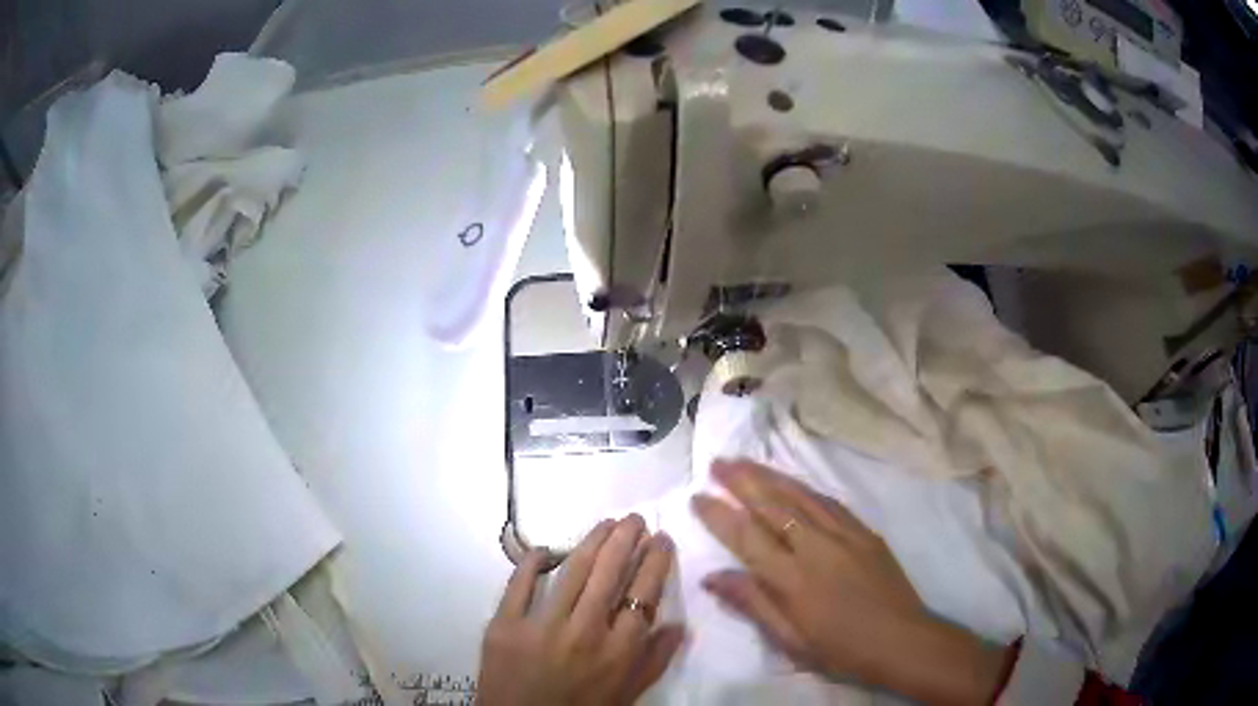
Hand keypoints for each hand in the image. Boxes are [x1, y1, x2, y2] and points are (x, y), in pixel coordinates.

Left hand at [477, 515, 686, 705]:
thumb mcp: (627, 695)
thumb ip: (654, 661)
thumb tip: (678, 624)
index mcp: (618, 652)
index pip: (643, 594)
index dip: (655, 562)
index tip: (661, 540)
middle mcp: (585, 633)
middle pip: (610, 573)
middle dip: (626, 539)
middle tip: (635, 518)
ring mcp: (541, 626)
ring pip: (572, 571)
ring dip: (592, 540)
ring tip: (606, 522)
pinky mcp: (504, 625)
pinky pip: (519, 584)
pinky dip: (533, 561)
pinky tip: (546, 549)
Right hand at [692, 460, 1008, 704]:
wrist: (901, 640)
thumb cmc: (840, 649)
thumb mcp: (790, 639)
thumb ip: (753, 603)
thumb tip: (712, 577)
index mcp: (793, 580)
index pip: (747, 538)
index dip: (720, 515)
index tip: (698, 495)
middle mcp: (816, 548)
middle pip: (773, 506)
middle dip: (742, 481)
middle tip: (717, 462)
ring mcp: (844, 535)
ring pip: (800, 496)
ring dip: (770, 476)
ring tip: (745, 462)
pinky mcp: (865, 532)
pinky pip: (829, 502)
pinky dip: (804, 488)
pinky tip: (793, 482)